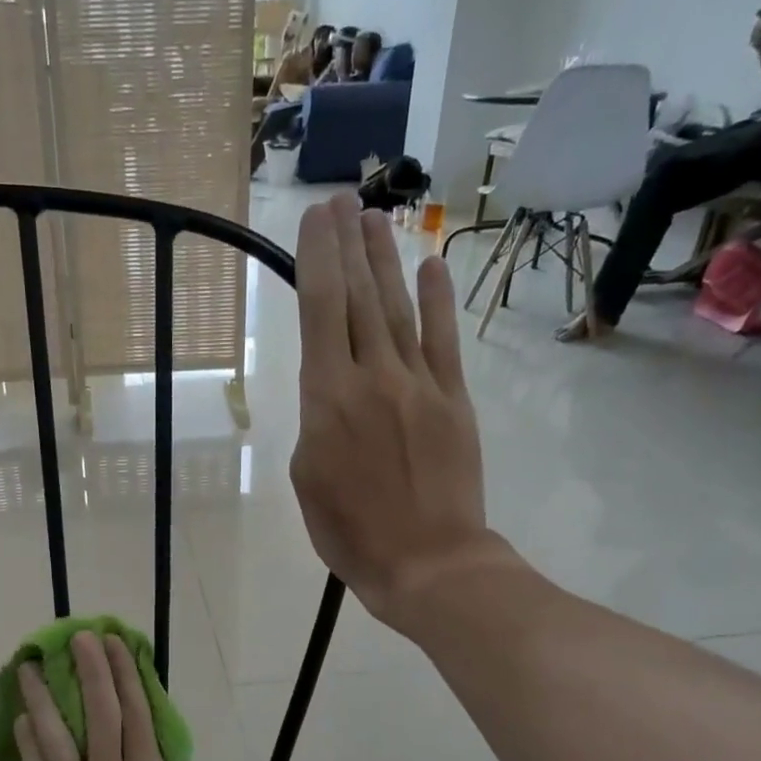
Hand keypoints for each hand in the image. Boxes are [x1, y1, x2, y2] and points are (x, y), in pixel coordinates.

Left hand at [15, 633, 203, 760]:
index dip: (129, 680)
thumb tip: (166, 752)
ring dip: (45, 698)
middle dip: (91, 673)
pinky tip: (22, 716)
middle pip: (101, 720)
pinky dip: (29, 743)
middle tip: (80, 637)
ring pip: (58, 741)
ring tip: (30, 663)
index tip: (119, 646)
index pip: (140, 724)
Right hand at [289, 195, 507, 634]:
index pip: (321, 311)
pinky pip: (443, 340)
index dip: (318, 258)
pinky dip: (437, 301)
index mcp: (327, 398)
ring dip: (385, 260)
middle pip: (359, 297)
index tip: (315, 218)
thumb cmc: (351, 531)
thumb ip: (315, 421)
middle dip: (347, 244)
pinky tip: (431, 265)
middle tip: (341, 200)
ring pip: (398, 309)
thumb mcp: (307, 478)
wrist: (428, 561)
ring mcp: (419, 384)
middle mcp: (373, 376)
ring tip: (374, 219)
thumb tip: (332, 391)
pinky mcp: (453, 399)